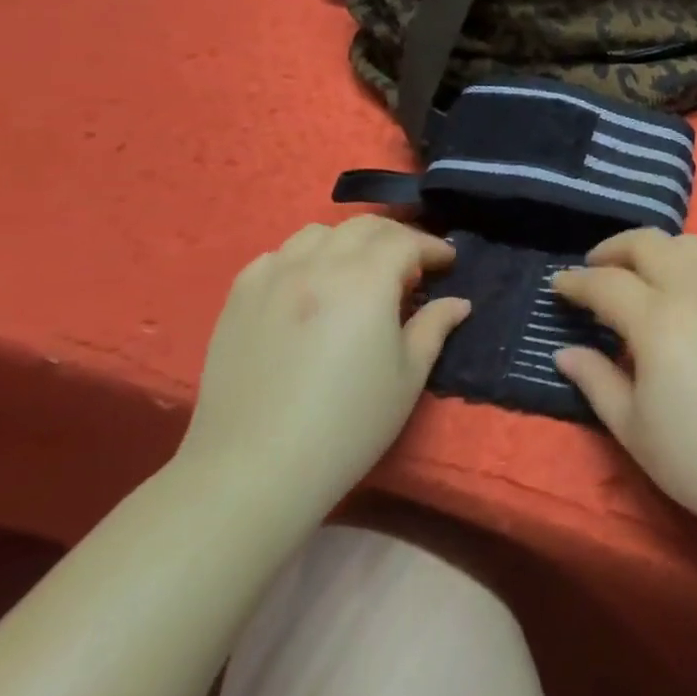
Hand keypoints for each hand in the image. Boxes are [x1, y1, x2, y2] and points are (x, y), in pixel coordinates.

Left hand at [177, 216, 469, 503]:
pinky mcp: (238, 298)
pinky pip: (276, 256)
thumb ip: (434, 328)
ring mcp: (272, 277)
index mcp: (366, 281)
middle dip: (395, 236)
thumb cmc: (348, 425)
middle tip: (411, 261)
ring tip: (358, 269)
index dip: (432, 247)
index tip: (448, 262)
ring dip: (348, 241)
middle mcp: (318, 264)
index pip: (406, 242)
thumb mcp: (407, 377)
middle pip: (363, 227)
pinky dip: (303, 258)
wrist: (256, 468)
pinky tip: (308, 285)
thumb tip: (457, 302)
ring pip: (316, 233)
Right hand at [552, 230, 696, 537]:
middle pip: (648, 243)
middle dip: (613, 249)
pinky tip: (689, 293)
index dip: (576, 282)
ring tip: (641, 276)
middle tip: (595, 270)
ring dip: (655, 250)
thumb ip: (596, 381)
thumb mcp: (635, 430)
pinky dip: (692, 264)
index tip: (558, 285)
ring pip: (688, 244)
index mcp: (658, 321)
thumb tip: (565, 352)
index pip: (606, 283)